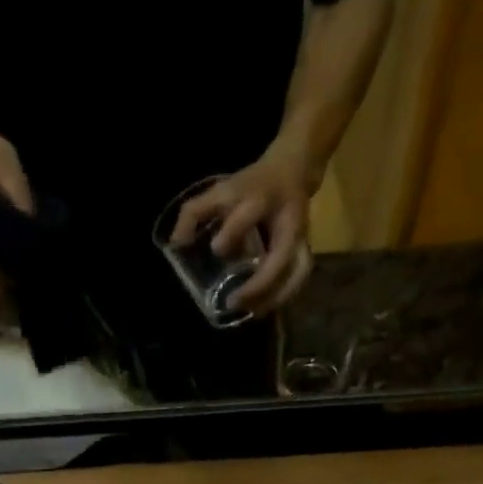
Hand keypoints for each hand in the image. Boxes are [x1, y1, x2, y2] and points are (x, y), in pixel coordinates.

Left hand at [168, 140, 315, 315]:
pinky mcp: (305, 250)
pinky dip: (282, 297)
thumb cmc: (250, 186)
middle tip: (232, 301)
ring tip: (250, 312)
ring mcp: (300, 236)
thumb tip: (177, 243)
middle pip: (281, 254)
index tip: (216, 249)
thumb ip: (195, 212)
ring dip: (274, 296)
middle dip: (258, 283)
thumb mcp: (221, 190)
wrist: (291, 171)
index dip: (233, 231)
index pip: (250, 212)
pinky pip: (298, 279)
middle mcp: (285, 219)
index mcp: (261, 197)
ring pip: (296, 271)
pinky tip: (262, 309)